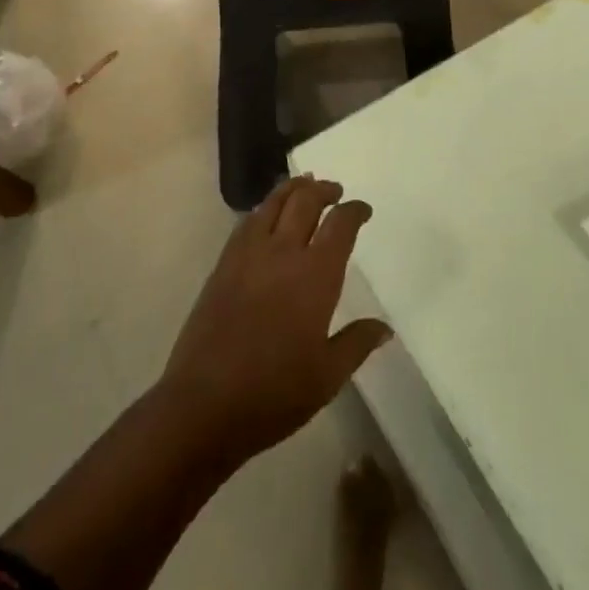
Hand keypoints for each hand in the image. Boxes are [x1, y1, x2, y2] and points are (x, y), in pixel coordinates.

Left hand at [159, 176, 392, 466]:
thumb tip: (384, 327)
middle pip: (306, 201)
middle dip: (324, 190)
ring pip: (274, 202)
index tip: (363, 209)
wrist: (204, 403)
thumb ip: (357, 344)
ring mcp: (249, 254)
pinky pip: (248, 221)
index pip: (340, 225)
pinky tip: (267, 215)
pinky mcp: (224, 264)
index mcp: (315, 275)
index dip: (354, 211)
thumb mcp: (327, 377)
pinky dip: (264, 208)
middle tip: (335, 191)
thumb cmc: (274, 393)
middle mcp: (283, 252)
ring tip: (304, 186)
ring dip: (293, 188)